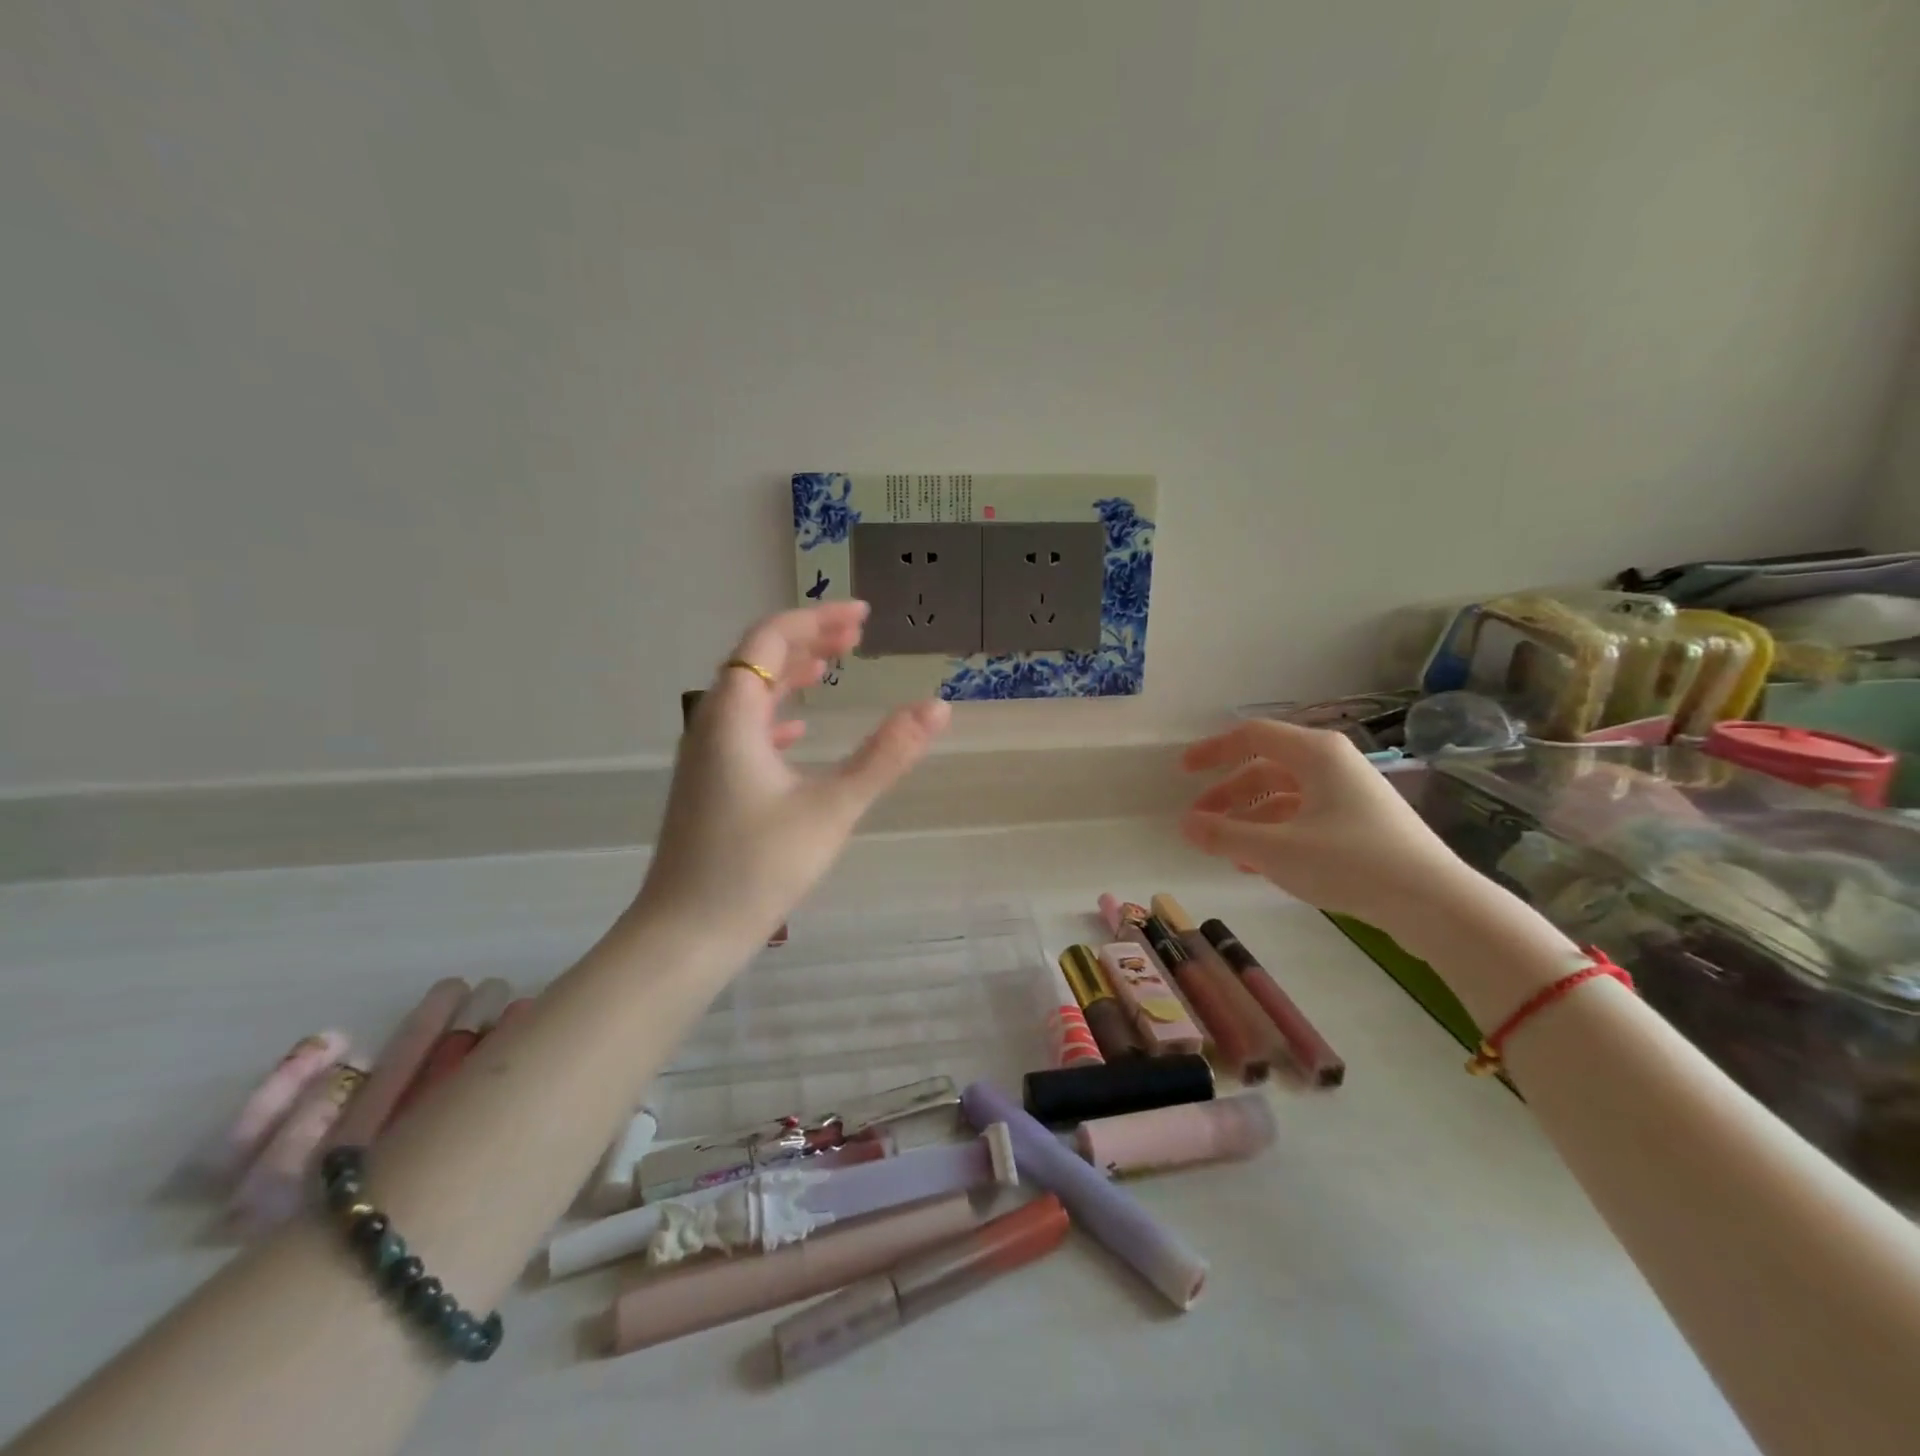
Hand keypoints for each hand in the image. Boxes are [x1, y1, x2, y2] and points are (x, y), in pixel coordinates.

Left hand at [634, 603, 949, 949]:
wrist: (687, 932)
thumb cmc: (758, 867)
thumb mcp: (833, 808)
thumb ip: (886, 756)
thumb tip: (938, 708)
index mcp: (734, 715)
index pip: (770, 639)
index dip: (816, 620)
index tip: (862, 617)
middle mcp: (711, 724)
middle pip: (757, 660)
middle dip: (807, 641)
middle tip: (856, 636)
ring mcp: (705, 756)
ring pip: (748, 695)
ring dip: (790, 675)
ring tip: (832, 667)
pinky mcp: (708, 784)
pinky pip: (743, 729)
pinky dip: (776, 714)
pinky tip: (798, 729)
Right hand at [1179, 719, 1476, 938]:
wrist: (1435, 904)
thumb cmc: (1350, 862)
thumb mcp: (1276, 850)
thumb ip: (1224, 835)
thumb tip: (1185, 825)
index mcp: (1316, 754)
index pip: (1252, 736)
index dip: (1213, 750)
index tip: (1183, 771)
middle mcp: (1334, 765)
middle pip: (1267, 768)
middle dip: (1228, 794)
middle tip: (1200, 821)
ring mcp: (1351, 795)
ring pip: (1285, 796)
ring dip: (1250, 818)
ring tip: (1226, 849)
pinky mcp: (1362, 824)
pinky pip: (1306, 818)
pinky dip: (1276, 834)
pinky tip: (1259, 865)